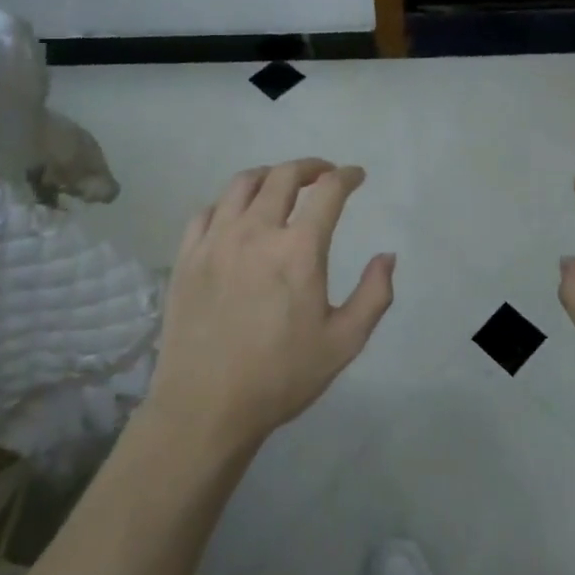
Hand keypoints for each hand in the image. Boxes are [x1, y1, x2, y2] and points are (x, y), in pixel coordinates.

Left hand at [147, 159, 394, 454]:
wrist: (206, 407)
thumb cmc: (281, 376)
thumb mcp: (344, 342)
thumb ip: (374, 295)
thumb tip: (387, 256)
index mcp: (299, 250)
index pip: (328, 192)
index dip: (346, 177)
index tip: (356, 176)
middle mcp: (256, 232)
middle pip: (284, 176)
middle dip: (310, 167)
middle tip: (323, 174)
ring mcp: (216, 240)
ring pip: (242, 184)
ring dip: (269, 175)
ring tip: (280, 183)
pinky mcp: (187, 256)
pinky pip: (207, 210)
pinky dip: (228, 201)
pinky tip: (236, 214)